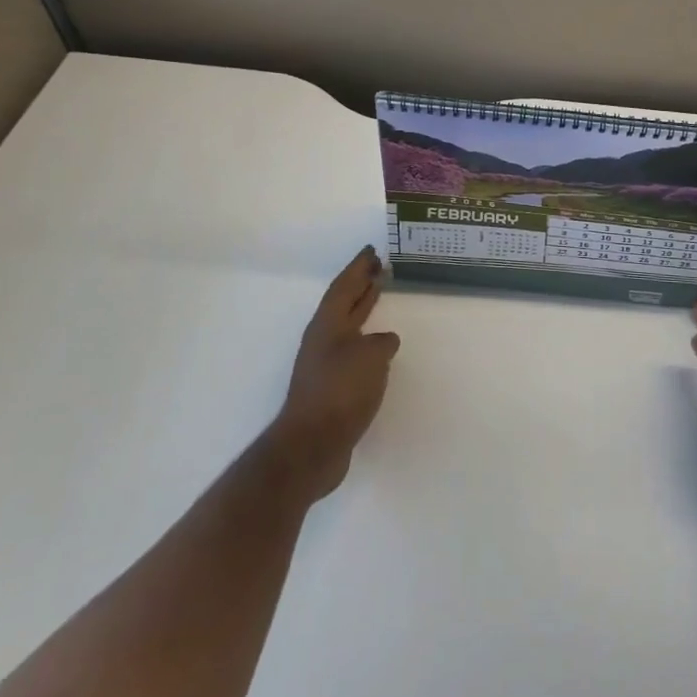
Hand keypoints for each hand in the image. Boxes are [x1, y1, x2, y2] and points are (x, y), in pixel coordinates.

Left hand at [263, 246, 400, 502]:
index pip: (344, 286)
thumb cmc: (340, 391)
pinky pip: (352, 348)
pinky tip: (379, 343)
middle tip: (380, 265)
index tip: (372, 250)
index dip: (358, 267)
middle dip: (361, 282)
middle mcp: (323, 339)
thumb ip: (381, 343)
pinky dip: (366, 337)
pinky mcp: (331, 387)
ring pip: (347, 324)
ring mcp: (325, 364)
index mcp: (328, 324)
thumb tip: (385, 341)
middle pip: (344, 302)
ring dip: (363, 307)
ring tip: (379, 292)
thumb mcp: (370, 358)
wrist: (311, 446)